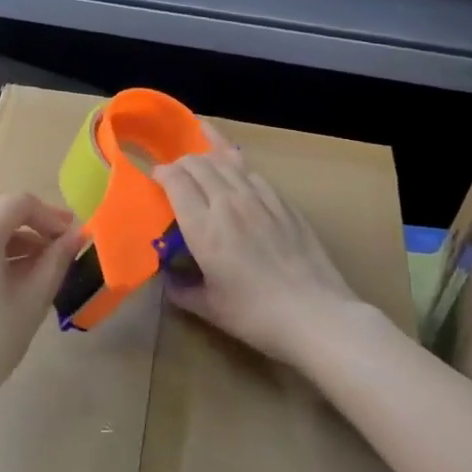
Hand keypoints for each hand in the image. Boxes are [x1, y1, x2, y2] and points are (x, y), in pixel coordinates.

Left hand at [0, 192, 83, 428]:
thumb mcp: (32, 298)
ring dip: (18, 241)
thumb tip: (76, 236)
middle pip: (2, 212)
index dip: (51, 215)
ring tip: (45, 269)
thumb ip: (56, 260)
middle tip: (63, 250)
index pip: (21, 203)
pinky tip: (17, 281)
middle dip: (35, 226)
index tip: (73, 238)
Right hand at [154, 126, 379, 370]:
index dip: (161, 173)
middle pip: (198, 164)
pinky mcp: (283, 203)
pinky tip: (235, 168)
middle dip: (181, 163)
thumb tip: (167, 278)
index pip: (175, 180)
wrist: (316, 314)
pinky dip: (236, 164)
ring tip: (199, 158)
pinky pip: (253, 172)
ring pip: (225, 161)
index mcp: (203, 228)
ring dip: (207, 156)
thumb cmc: (255, 315)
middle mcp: (228, 204)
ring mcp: (259, 199)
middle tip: (175, 174)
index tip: (155, 179)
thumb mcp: (209, 308)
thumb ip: (181, 289)